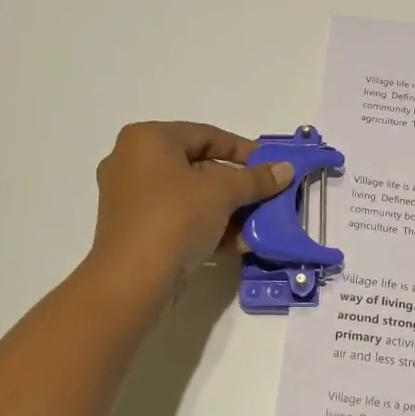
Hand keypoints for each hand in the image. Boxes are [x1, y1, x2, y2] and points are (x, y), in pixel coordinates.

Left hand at [89, 122, 294, 298]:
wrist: (133, 281)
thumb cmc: (176, 219)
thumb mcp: (223, 193)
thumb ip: (255, 179)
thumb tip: (286, 169)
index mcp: (148, 139)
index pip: (206, 135)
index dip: (243, 150)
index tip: (270, 166)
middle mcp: (132, 161)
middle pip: (198, 166)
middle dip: (236, 186)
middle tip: (264, 197)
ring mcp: (129, 197)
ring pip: (189, 195)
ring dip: (226, 210)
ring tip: (255, 226)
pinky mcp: (133, 229)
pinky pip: (176, 217)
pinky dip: (205, 226)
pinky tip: (235, 245)